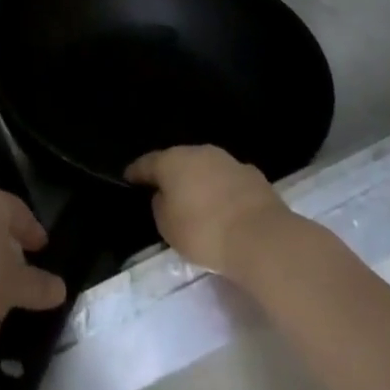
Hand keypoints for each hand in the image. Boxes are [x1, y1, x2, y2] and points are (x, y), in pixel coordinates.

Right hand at [126, 146, 293, 277]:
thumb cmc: (204, 231)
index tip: (128, 178)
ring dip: (198, 180)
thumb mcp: (167, 226)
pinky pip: (227, 180)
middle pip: (178, 161)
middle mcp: (199, 152)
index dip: (136, 172)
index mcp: (172, 161)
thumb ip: (160, 206)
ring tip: (195, 200)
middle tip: (163, 191)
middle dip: (171, 174)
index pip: (147, 163)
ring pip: (205, 168)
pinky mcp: (252, 175)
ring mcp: (228, 161)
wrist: (260, 237)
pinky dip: (221, 190)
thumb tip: (165, 195)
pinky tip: (223, 207)